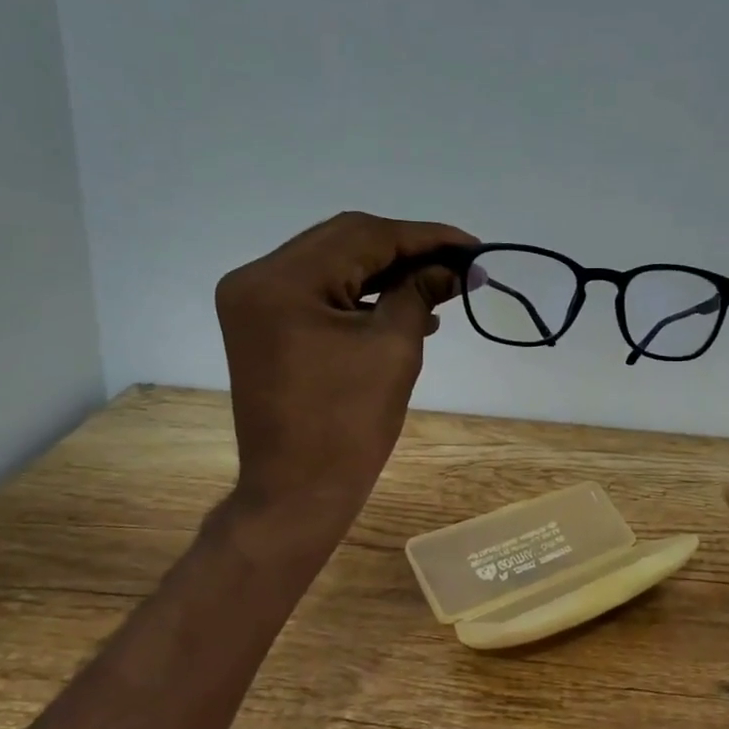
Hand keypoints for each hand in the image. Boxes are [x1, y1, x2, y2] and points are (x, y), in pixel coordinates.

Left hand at [215, 211, 477, 520]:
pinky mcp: (265, 326)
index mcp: (281, 281)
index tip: (472, 246)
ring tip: (440, 285)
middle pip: (344, 242)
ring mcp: (255, 302)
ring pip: (333, 265)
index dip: (424, 237)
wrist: (297, 492)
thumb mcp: (393, 349)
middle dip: (406, 251)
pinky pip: (320, 294)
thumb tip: (459, 268)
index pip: (363, 236)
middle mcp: (257, 278)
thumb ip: (421, 293)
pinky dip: (362, 295)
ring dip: (387, 272)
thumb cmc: (348, 426)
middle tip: (459, 262)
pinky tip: (406, 307)